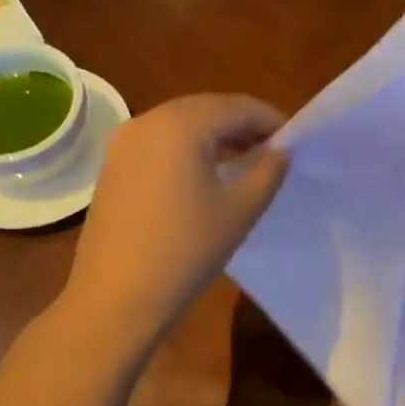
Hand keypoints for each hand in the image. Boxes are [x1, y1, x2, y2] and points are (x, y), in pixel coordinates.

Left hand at [63, 93, 288, 348]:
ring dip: (215, 136)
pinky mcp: (112, 166)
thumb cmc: (186, 251)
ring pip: (181, 124)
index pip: (237, 107)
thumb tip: (281, 151)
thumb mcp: (240, 210)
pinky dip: (188, 148)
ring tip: (243, 163)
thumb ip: (268, 171)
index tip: (292, 142)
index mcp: (181, 125)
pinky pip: (160, 142)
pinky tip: (205, 175)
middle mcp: (147, 120)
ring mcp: (124, 143)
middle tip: (271, 151)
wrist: (117, 298)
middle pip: (207, 109)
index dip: (270, 120)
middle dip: (242, 125)